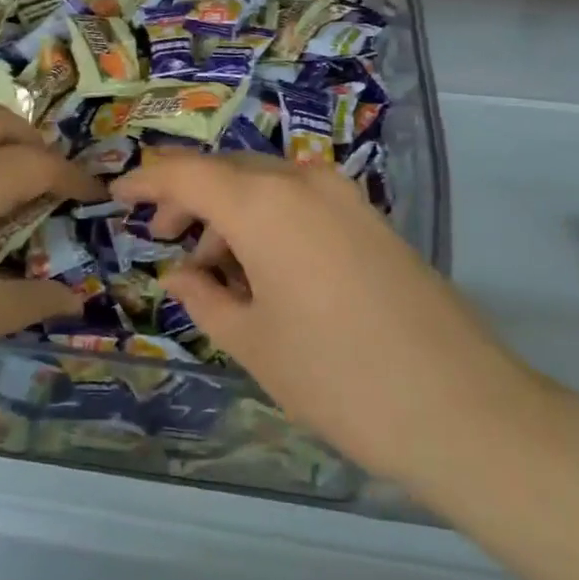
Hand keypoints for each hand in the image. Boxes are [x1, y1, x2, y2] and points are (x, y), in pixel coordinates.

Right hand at [113, 153, 557, 496]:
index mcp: (264, 202)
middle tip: (165, 242)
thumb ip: (204, 298)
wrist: (460, 407)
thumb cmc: (336, 376)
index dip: (146, 182)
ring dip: (231, 214)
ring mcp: (345, 197)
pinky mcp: (372, 220)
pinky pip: (302, 203)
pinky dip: (269, 223)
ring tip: (215, 271)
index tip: (118, 197)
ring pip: (267, 186)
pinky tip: (264, 272)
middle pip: (228, 173)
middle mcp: (304, 181)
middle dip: (189, 201)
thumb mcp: (252, 341)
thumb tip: (179, 275)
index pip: (186, 174)